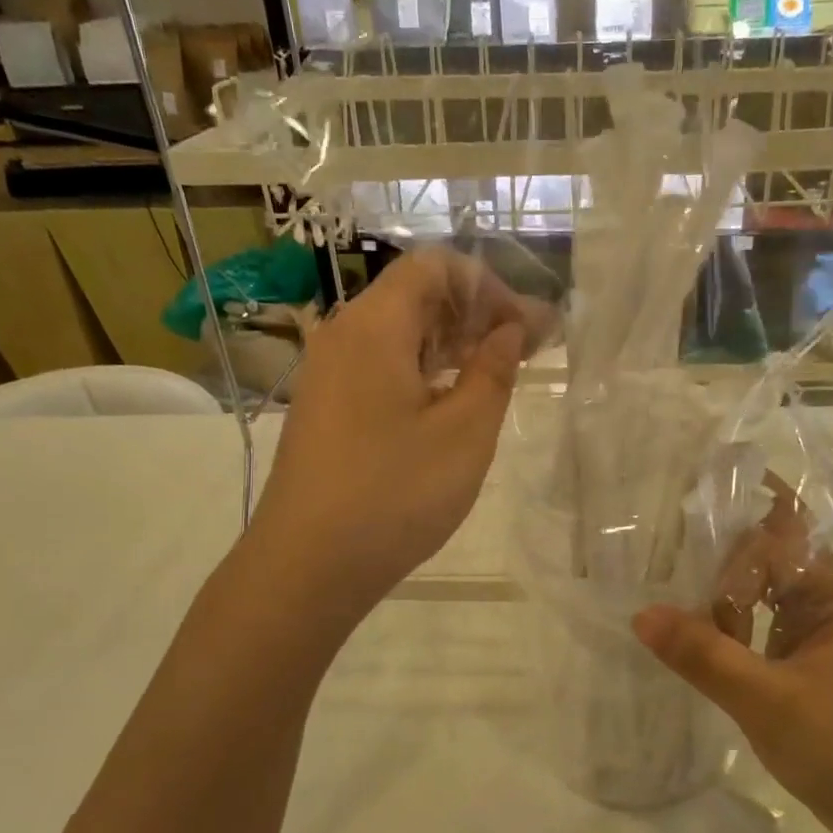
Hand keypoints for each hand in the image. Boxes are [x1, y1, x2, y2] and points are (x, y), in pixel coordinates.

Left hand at [248, 249, 543, 615]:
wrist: (306, 566)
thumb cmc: (394, 494)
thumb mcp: (464, 433)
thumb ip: (494, 370)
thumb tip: (509, 329)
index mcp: (375, 327)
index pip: (434, 267)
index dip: (488, 286)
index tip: (526, 328)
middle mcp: (343, 336)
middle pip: (415, 295)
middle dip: (474, 313)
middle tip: (524, 351)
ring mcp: (328, 373)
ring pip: (398, 333)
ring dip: (450, 344)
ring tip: (495, 376)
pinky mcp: (326, 407)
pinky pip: (379, 366)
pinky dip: (422, 371)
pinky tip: (449, 404)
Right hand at [631, 479, 832, 832]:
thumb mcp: (766, 701)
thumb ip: (704, 655)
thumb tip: (641, 615)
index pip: (768, 546)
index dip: (727, 574)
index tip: (694, 612)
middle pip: (761, 560)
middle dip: (721, 587)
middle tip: (686, 626)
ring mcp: (825, 619)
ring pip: (758, 589)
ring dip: (724, 611)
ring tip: (695, 642)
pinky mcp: (813, 647)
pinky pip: (763, 617)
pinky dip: (735, 630)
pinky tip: (710, 652)